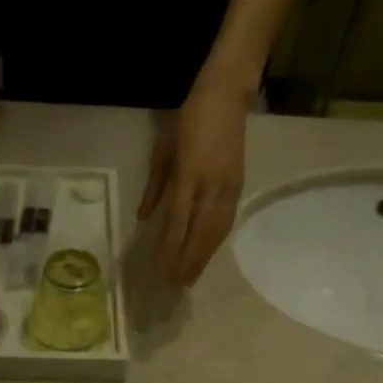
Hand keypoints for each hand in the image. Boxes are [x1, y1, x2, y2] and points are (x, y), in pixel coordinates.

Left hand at [138, 80, 248, 287]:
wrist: (226, 96)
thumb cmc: (187, 119)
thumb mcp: (163, 149)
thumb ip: (155, 186)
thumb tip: (144, 219)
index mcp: (189, 174)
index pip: (178, 222)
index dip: (170, 249)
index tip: (160, 270)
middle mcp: (211, 185)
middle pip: (200, 233)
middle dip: (188, 262)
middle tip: (177, 287)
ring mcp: (228, 187)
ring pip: (216, 232)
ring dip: (203, 258)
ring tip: (191, 279)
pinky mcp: (238, 187)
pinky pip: (226, 222)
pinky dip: (215, 243)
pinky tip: (207, 255)